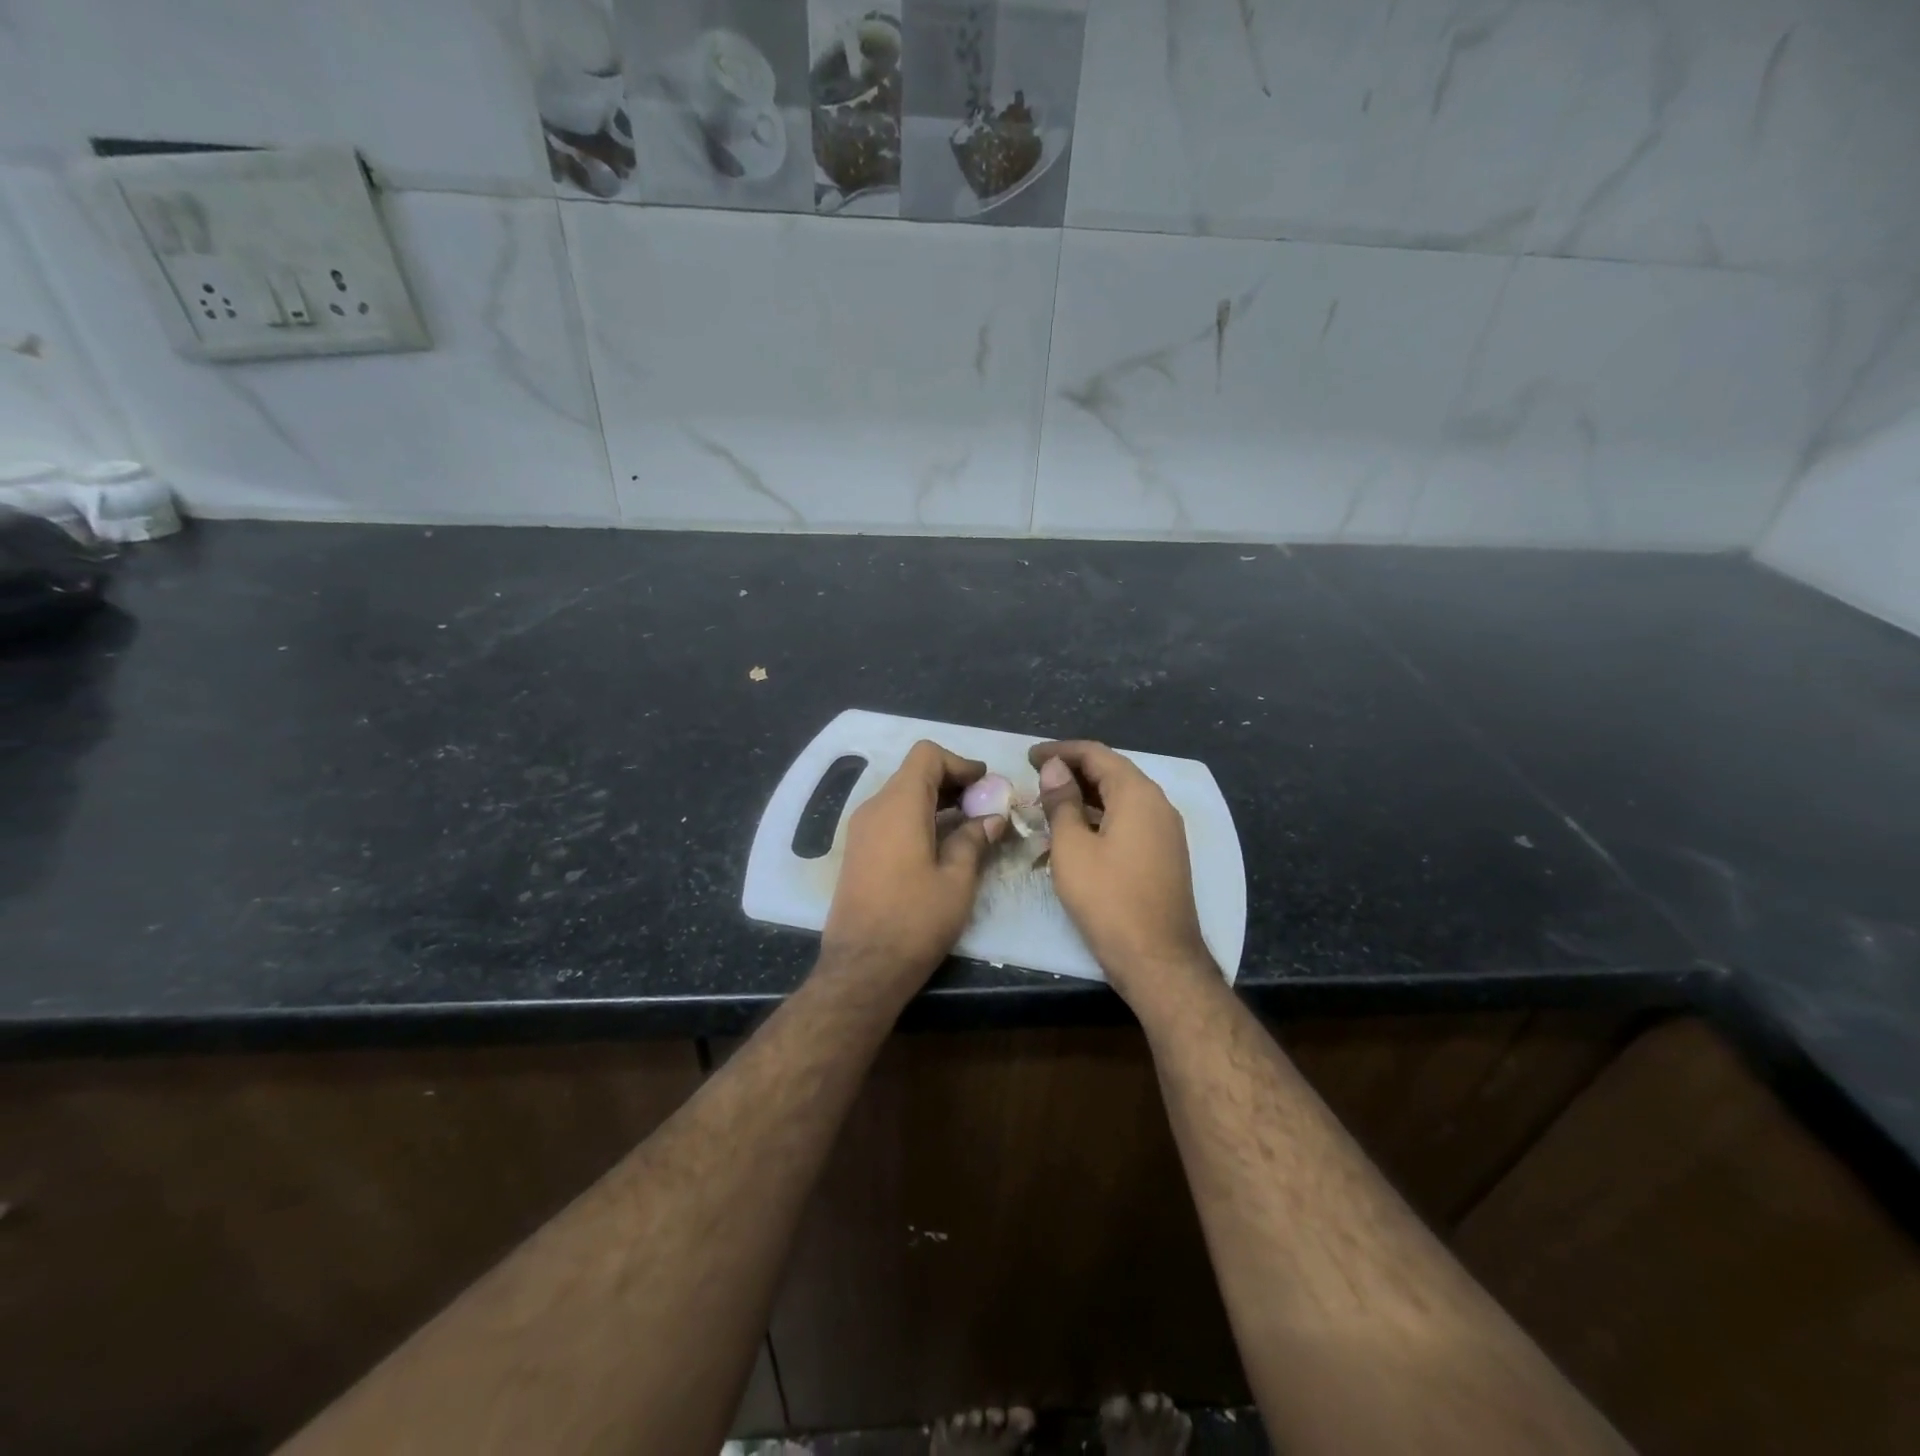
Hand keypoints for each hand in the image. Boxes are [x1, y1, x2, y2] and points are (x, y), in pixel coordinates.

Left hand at [820, 740, 1005, 989]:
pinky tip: (942, 845)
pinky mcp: (858, 851)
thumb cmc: (915, 920)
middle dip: (952, 782)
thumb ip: (974, 840)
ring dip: (936, 802)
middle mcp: (874, 808)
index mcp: (899, 805)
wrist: (862, 967)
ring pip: (902, 796)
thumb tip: (991, 818)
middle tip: (985, 806)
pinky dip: (918, 818)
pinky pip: (890, 818)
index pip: (927, 755)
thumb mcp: (957, 880)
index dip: (960, 762)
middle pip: (914, 773)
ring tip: (970, 826)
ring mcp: (861, 830)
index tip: (985, 784)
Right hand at [1029, 740, 1216, 1005]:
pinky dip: (1099, 818)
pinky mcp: (1163, 854)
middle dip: (1071, 772)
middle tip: (1034, 779)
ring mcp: (1165, 831)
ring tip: (1047, 805)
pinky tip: (1074, 833)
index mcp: (1138, 794)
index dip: (1060, 751)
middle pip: (1111, 773)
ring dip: (1083, 797)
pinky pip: (1128, 821)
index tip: (1029, 756)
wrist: (1158, 959)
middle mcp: (1158, 805)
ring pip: (1119, 799)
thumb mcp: (1072, 847)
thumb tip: (1054, 768)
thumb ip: (1062, 802)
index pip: (1096, 754)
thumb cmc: (1108, 899)